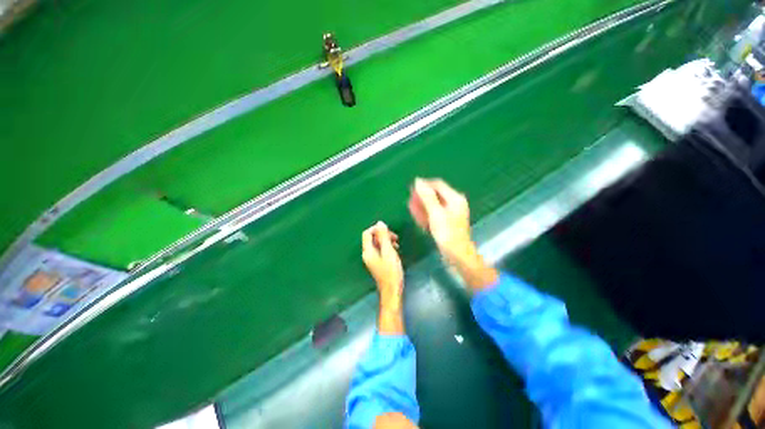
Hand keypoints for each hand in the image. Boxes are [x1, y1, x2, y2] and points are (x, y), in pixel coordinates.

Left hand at [362, 221, 402, 309]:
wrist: (392, 290)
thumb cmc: (391, 271)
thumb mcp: (388, 251)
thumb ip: (383, 237)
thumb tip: (380, 223)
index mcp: (368, 251)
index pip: (367, 233)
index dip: (377, 229)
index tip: (389, 230)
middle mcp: (367, 253)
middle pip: (372, 237)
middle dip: (383, 235)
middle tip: (395, 238)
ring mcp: (371, 258)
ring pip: (377, 243)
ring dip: (386, 240)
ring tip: (396, 244)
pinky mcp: (377, 262)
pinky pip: (380, 249)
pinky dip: (386, 246)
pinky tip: (394, 250)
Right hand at [409, 178, 471, 260]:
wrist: (457, 255)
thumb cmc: (447, 233)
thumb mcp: (435, 213)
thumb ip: (427, 196)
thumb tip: (418, 181)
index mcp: (455, 198)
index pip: (438, 185)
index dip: (424, 185)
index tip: (411, 188)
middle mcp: (454, 203)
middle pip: (435, 195)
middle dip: (422, 196)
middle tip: (409, 199)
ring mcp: (450, 213)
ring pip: (433, 205)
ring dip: (422, 205)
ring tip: (410, 207)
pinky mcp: (446, 222)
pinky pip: (434, 214)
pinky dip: (426, 214)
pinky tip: (417, 215)